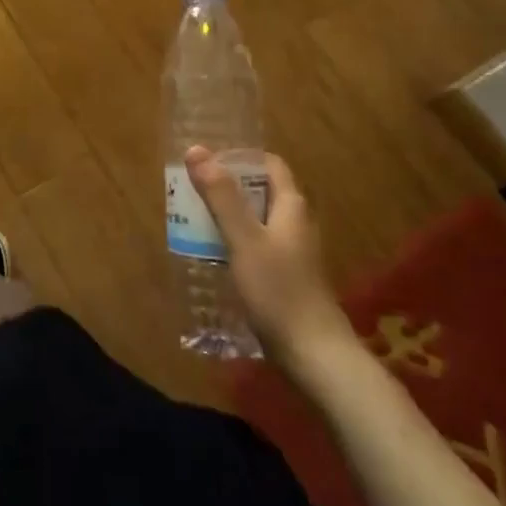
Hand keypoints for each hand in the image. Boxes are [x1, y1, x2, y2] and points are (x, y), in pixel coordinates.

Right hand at [186, 147, 350, 361]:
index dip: (240, 157)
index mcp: (291, 206)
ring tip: (193, 219)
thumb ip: (221, 195)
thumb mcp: (244, 238)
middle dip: (227, 187)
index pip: (269, 164)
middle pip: (260, 191)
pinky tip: (212, 254)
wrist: (314, 354)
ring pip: (256, 220)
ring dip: (227, 216)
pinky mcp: (286, 277)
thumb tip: (196, 150)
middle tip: (191, 190)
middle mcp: (295, 223)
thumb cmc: (279, 289)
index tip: (206, 161)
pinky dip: (234, 242)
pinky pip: (256, 246)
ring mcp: (292, 252)